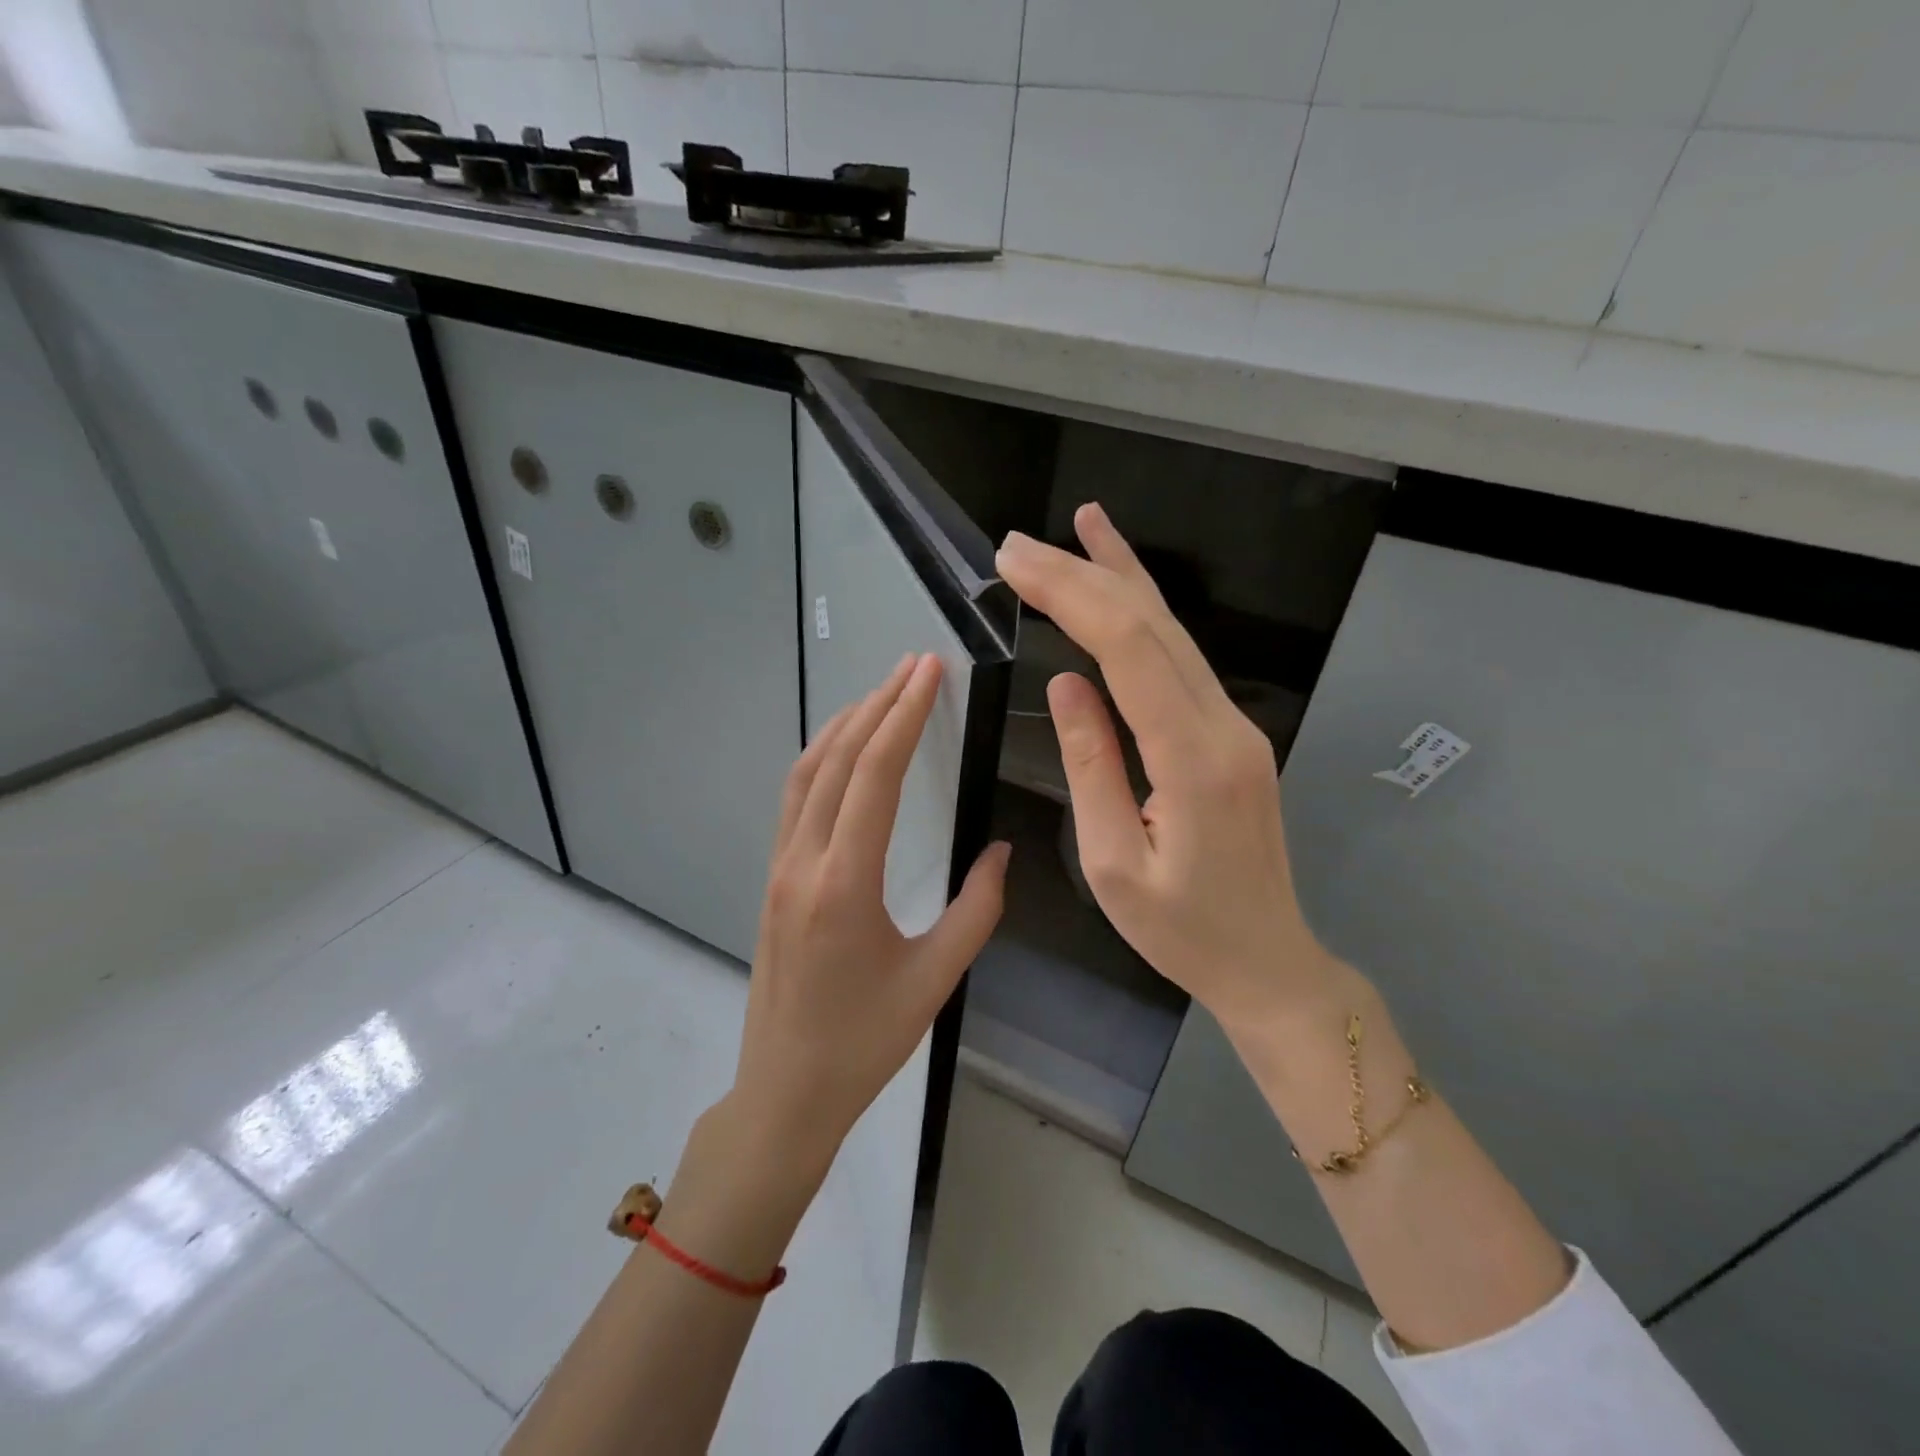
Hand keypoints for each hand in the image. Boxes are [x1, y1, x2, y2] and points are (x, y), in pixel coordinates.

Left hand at [729, 653, 1010, 1173]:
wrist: (785, 1091)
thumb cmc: (864, 1042)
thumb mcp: (935, 979)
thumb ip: (976, 908)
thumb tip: (998, 848)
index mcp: (844, 882)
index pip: (874, 775)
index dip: (903, 716)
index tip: (929, 672)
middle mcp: (804, 861)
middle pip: (838, 760)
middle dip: (878, 704)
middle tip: (914, 665)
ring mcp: (780, 867)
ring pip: (807, 773)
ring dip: (845, 725)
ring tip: (883, 692)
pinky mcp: (774, 878)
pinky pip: (795, 799)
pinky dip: (822, 758)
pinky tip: (845, 750)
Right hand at [995, 504, 1341, 1034]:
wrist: (1268, 960)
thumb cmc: (1182, 930)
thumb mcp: (1114, 862)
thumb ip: (1092, 765)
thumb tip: (1067, 683)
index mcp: (1192, 760)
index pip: (1126, 650)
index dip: (1069, 595)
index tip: (1014, 565)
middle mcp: (1224, 725)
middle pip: (1150, 625)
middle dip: (1082, 573)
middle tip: (1017, 545)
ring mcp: (1236, 723)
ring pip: (1174, 630)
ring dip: (1120, 576)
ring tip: (1079, 526)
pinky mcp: (1232, 731)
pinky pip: (1183, 657)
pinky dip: (1147, 611)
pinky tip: (1126, 583)